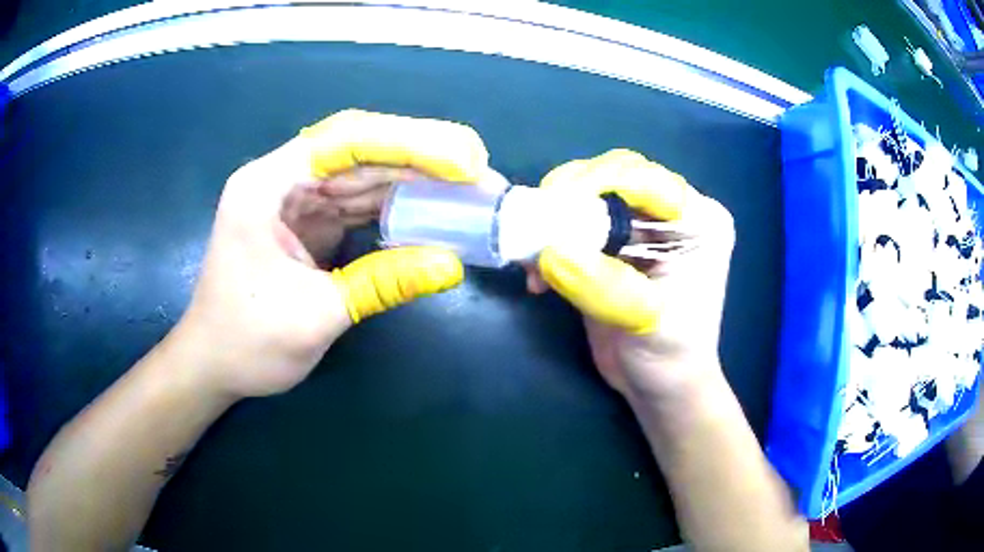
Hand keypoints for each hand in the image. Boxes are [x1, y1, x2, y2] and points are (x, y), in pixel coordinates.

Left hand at [174, 110, 488, 398]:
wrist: (213, 365)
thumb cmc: (246, 343)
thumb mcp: (314, 317)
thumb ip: (382, 283)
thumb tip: (452, 265)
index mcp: (266, 186)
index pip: (344, 142)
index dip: (407, 144)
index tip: (462, 160)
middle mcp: (282, 180)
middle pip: (358, 150)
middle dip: (420, 156)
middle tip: (478, 165)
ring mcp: (296, 200)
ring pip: (363, 174)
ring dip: (415, 179)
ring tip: (469, 186)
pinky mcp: (309, 222)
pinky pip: (359, 203)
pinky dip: (397, 206)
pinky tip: (432, 209)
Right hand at [526, 150, 734, 398]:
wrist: (659, 387)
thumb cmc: (671, 355)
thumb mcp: (646, 320)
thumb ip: (602, 285)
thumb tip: (548, 252)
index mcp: (698, 220)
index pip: (649, 180)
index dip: (602, 182)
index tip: (559, 202)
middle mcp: (671, 213)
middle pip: (615, 175)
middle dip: (573, 193)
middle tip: (541, 219)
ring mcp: (639, 227)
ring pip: (590, 195)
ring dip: (555, 217)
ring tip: (532, 251)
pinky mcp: (610, 246)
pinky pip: (574, 227)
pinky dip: (549, 241)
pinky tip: (537, 275)